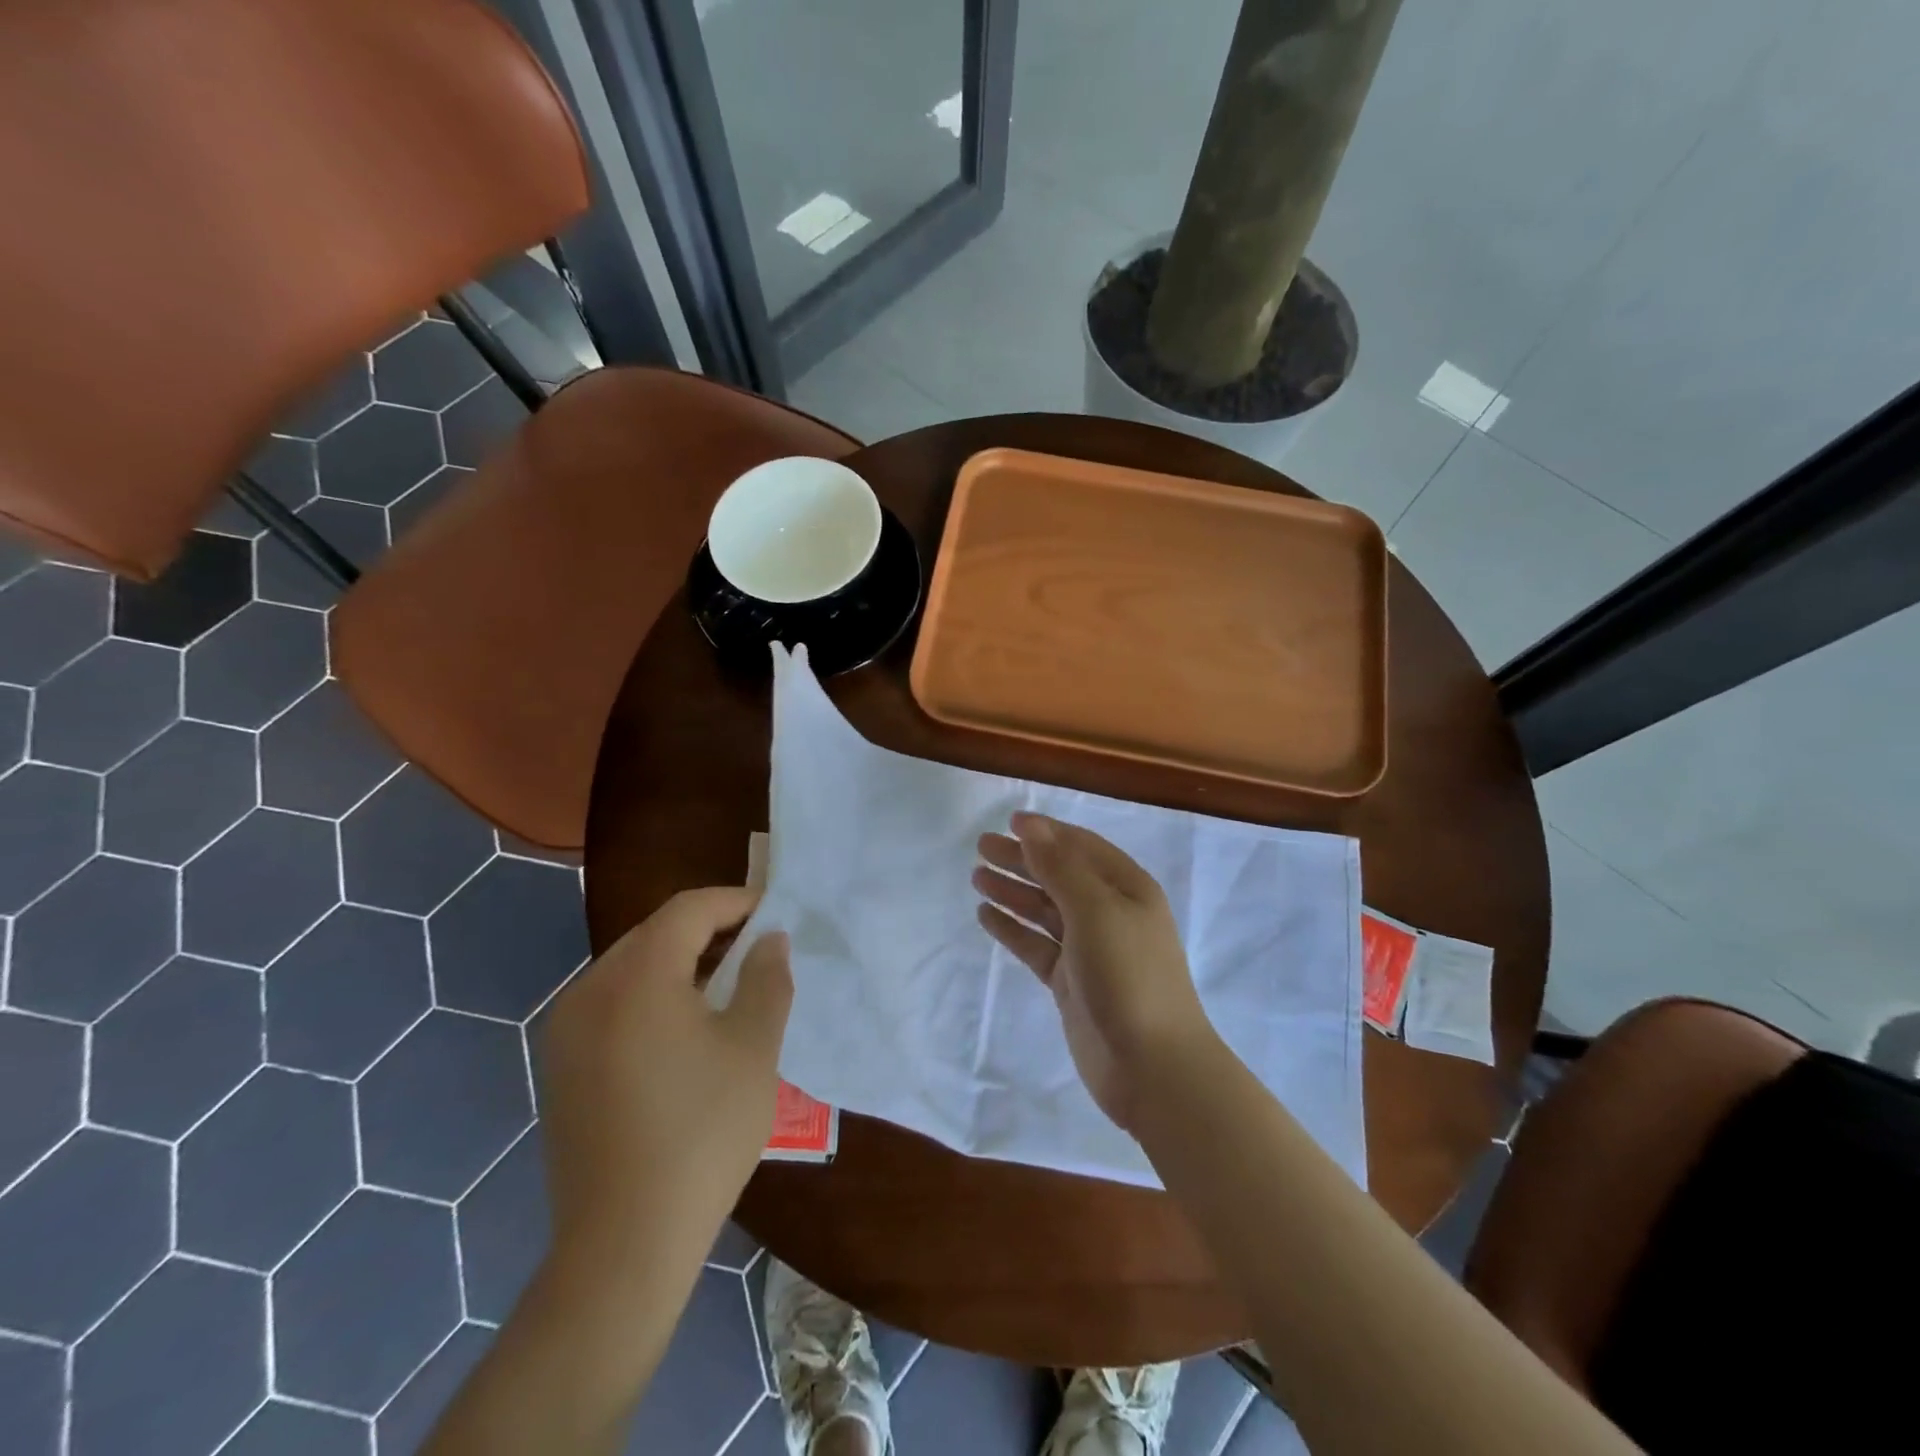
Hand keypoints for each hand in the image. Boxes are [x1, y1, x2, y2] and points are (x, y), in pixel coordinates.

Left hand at [538, 888, 791, 1267]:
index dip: (736, 902)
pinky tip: (685, 1033)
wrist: (624, 1245)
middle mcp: (589, 991)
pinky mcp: (561, 1067)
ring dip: (681, 964)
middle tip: (757, 951)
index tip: (774, 915)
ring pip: (632, 968)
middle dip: (710, 932)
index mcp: (636, 977)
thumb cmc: (702, 1133)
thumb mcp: (754, 1047)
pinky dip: (652, 997)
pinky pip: (612, 1005)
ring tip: (727, 989)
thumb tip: (768, 939)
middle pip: (656, 933)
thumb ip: (766, 978)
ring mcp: (566, 1031)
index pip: (689, 910)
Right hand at [973, 814, 1217, 1130]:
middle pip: (1060, 875)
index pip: (1081, 847)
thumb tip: (1031, 826)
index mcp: (1128, 888)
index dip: (1047, 832)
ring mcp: (1090, 949)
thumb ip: (1060, 867)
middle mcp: (1110, 913)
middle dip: (1023, 859)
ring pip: (1045, 910)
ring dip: (1014, 892)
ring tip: (977, 877)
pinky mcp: (1072, 981)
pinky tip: (987, 916)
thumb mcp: (1095, 910)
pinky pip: (1037, 945)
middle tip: (981, 847)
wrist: (1151, 1066)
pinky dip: (1013, 929)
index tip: (1010, 821)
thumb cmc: (1128, 975)